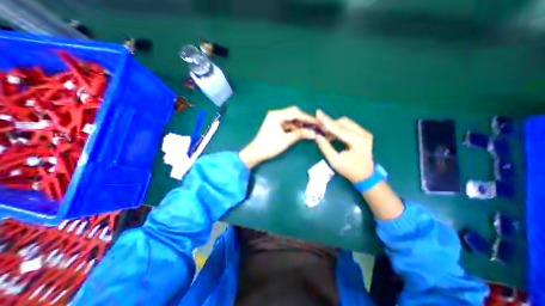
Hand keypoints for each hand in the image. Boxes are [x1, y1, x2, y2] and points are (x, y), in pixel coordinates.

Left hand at [239, 107, 320, 168]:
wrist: (256, 152)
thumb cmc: (269, 146)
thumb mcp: (286, 140)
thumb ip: (300, 134)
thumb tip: (314, 133)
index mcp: (277, 115)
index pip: (296, 113)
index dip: (308, 118)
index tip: (318, 122)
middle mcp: (276, 114)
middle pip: (294, 113)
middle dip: (305, 120)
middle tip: (315, 126)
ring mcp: (276, 118)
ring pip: (292, 118)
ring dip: (301, 123)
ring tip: (311, 129)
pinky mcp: (276, 124)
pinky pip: (288, 123)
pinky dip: (295, 127)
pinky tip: (302, 131)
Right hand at [315, 108, 374, 182]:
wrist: (366, 176)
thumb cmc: (350, 170)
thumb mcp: (335, 161)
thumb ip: (325, 147)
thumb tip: (317, 136)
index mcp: (357, 142)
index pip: (339, 128)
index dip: (327, 121)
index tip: (318, 112)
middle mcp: (363, 134)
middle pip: (343, 122)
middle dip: (330, 124)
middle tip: (320, 130)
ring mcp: (365, 133)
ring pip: (346, 123)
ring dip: (334, 126)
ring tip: (327, 135)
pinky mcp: (364, 134)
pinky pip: (349, 126)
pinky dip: (339, 129)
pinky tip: (334, 136)